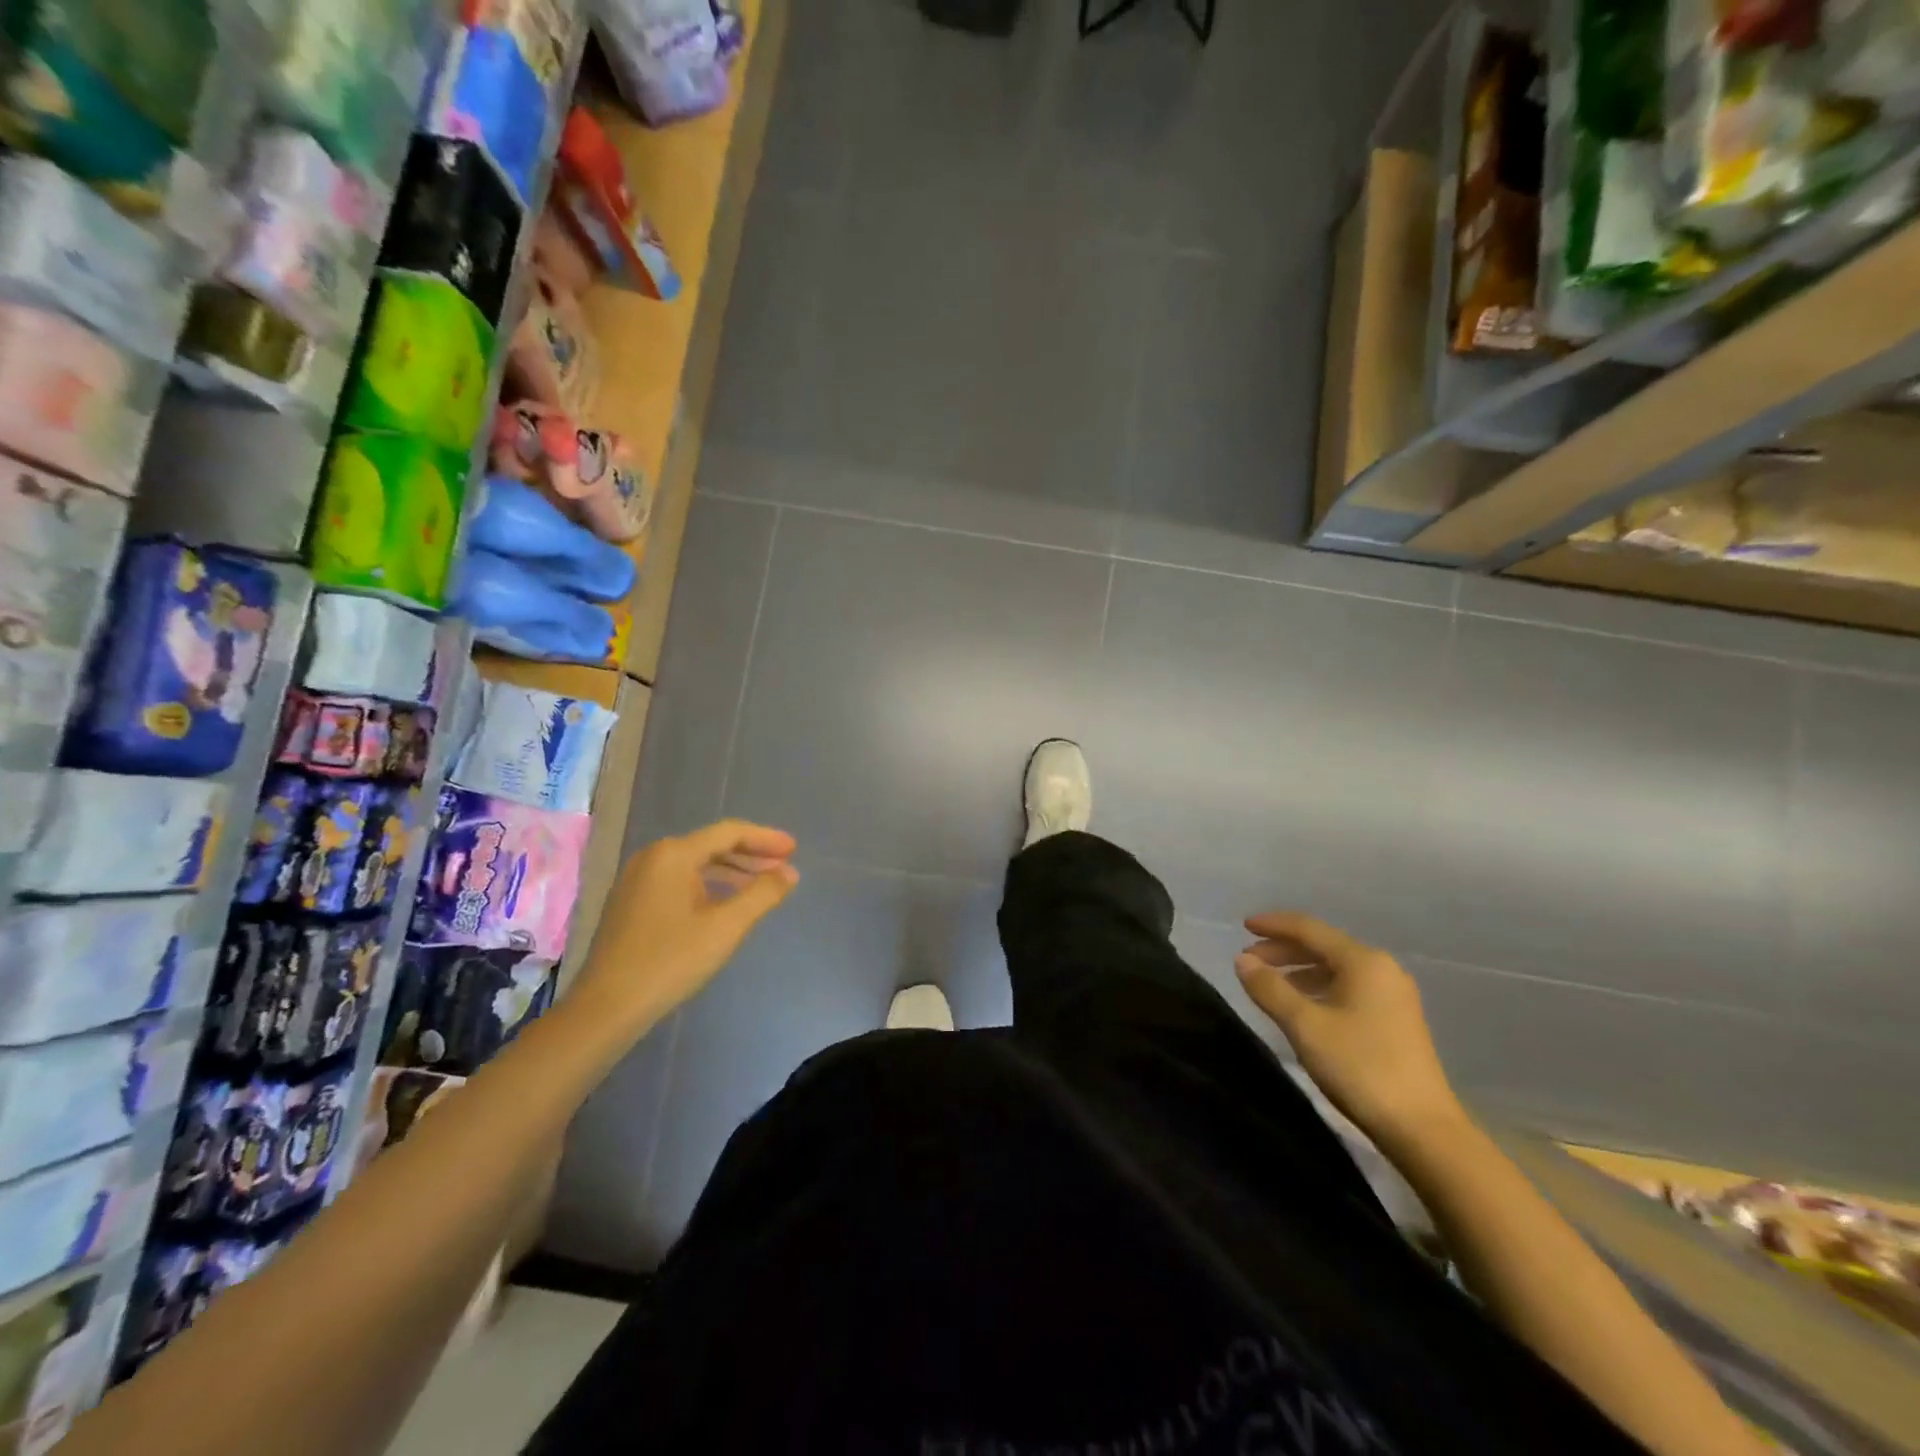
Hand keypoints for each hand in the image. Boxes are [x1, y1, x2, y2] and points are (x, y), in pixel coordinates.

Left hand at [569, 821, 799, 1040]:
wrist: (606, 1008)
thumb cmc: (670, 961)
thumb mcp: (726, 927)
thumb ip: (762, 894)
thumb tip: (789, 873)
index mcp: (673, 854)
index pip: (729, 833)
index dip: (765, 839)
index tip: (794, 849)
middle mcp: (652, 857)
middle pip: (711, 845)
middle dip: (751, 855)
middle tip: (784, 866)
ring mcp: (637, 879)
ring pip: (695, 864)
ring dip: (732, 872)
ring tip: (762, 886)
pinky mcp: (631, 902)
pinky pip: (679, 881)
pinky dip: (709, 885)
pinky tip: (727, 903)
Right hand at [1235, 912, 1464, 1146]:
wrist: (1422, 1129)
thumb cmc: (1360, 1067)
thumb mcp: (1305, 1025)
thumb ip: (1270, 988)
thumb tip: (1242, 961)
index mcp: (1363, 961)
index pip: (1309, 929)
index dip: (1273, 925)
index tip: (1243, 926)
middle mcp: (1382, 969)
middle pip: (1323, 946)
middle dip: (1283, 949)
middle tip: (1248, 961)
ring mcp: (1393, 995)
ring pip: (1335, 968)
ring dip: (1299, 970)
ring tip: (1268, 984)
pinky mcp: (1395, 1020)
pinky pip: (1347, 988)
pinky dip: (1318, 988)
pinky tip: (1301, 1006)